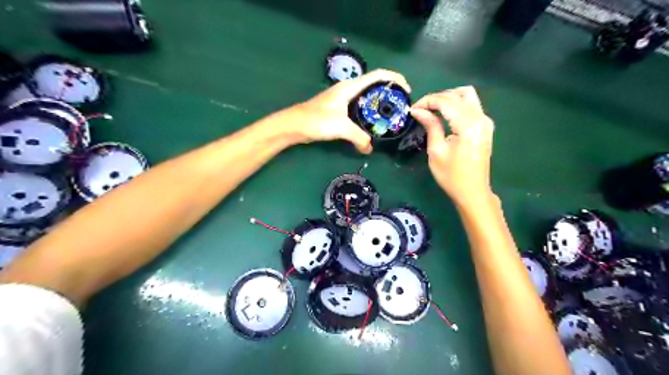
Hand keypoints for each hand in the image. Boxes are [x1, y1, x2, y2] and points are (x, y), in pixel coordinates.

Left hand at [291, 69, 410, 153]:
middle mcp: (348, 90)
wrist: (294, 126)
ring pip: (367, 99)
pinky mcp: (339, 111)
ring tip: (390, 117)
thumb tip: (369, 149)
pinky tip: (372, 126)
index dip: (395, 79)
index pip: (378, 75)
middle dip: (390, 94)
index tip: (407, 91)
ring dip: (379, 105)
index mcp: (351, 87)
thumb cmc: (316, 120)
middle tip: (400, 108)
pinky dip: (368, 115)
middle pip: (375, 86)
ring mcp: (343, 100)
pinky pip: (359, 109)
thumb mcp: (341, 127)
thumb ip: (359, 138)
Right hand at [411, 87, 493, 206]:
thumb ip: (430, 125)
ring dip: (448, 98)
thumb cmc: (451, 175)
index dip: (427, 101)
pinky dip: (457, 105)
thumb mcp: (436, 151)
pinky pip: (472, 105)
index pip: (446, 101)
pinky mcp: (486, 126)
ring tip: (432, 110)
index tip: (413, 109)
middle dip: (436, 98)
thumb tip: (418, 110)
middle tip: (420, 110)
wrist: (472, 192)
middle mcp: (480, 118)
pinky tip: (445, 115)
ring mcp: (485, 121)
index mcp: (467, 125)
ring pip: (467, 96)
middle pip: (457, 95)